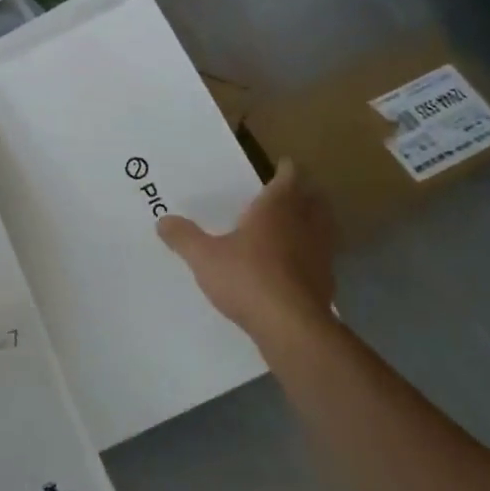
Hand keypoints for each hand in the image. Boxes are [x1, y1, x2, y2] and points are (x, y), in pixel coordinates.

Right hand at [157, 160, 337, 355]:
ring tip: (295, 226)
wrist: (291, 326)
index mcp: (276, 208)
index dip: (285, 169)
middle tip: (288, 193)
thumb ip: (183, 237)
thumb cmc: (246, 278)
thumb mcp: (204, 257)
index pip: (288, 177)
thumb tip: (163, 220)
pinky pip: (321, 257)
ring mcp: (321, 252)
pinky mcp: (326, 280)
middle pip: (313, 199)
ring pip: (322, 227)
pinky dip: (311, 254)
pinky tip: (296, 266)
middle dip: (303, 193)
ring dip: (312, 222)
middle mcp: (304, 224)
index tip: (282, 164)